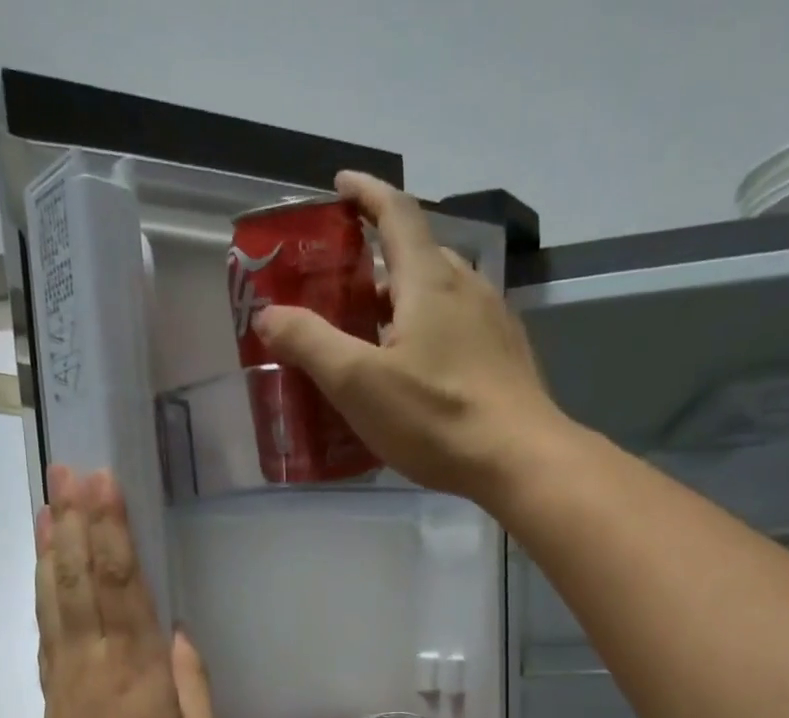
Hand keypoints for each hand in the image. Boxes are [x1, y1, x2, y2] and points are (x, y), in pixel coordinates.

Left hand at [33, 466, 217, 717]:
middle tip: (72, 468)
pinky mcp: (51, 690)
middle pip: (82, 576)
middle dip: (78, 519)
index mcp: (137, 669)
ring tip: (50, 497)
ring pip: (56, 594)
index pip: (121, 583)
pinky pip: (45, 626)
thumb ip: (191, 683)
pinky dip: (40, 586)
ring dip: (52, 542)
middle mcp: (95, 658)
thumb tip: (175, 633)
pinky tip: (41, 562)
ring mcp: (66, 672)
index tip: (104, 483)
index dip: (112, 530)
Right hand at [253, 170, 573, 503]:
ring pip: (444, 294)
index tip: (341, 186)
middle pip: (420, 254)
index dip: (366, 194)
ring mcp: (494, 324)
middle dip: (381, 259)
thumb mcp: (359, 383)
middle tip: (347, 287)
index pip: (396, 212)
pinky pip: (463, 328)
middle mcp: (468, 287)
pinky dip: (434, 332)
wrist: (519, 460)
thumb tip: (269, 314)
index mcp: (429, 280)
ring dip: (408, 301)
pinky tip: (422, 371)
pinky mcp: (508, 360)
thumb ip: (311, 344)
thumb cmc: (437, 418)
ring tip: (378, 334)